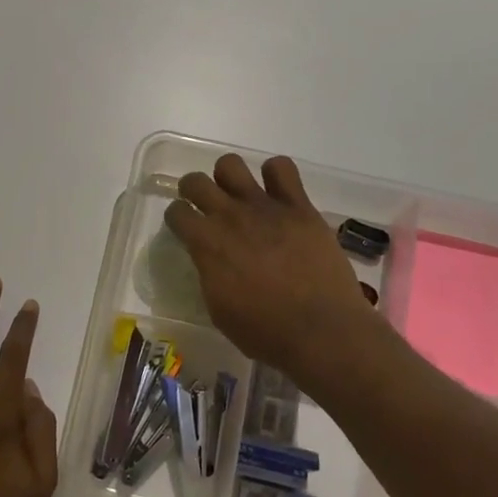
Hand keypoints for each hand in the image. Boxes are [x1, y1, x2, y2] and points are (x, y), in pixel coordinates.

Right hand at [164, 154, 380, 375]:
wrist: (321, 330)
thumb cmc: (265, 332)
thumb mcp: (219, 310)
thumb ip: (209, 274)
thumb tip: (210, 258)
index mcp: (207, 244)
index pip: (176, 212)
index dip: (177, 218)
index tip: (185, 228)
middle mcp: (230, 216)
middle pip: (196, 181)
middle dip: (193, 190)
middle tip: (204, 205)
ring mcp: (265, 207)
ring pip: (231, 165)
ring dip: (229, 177)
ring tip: (239, 195)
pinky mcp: (299, 206)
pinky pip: (281, 167)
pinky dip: (275, 174)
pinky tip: (278, 193)